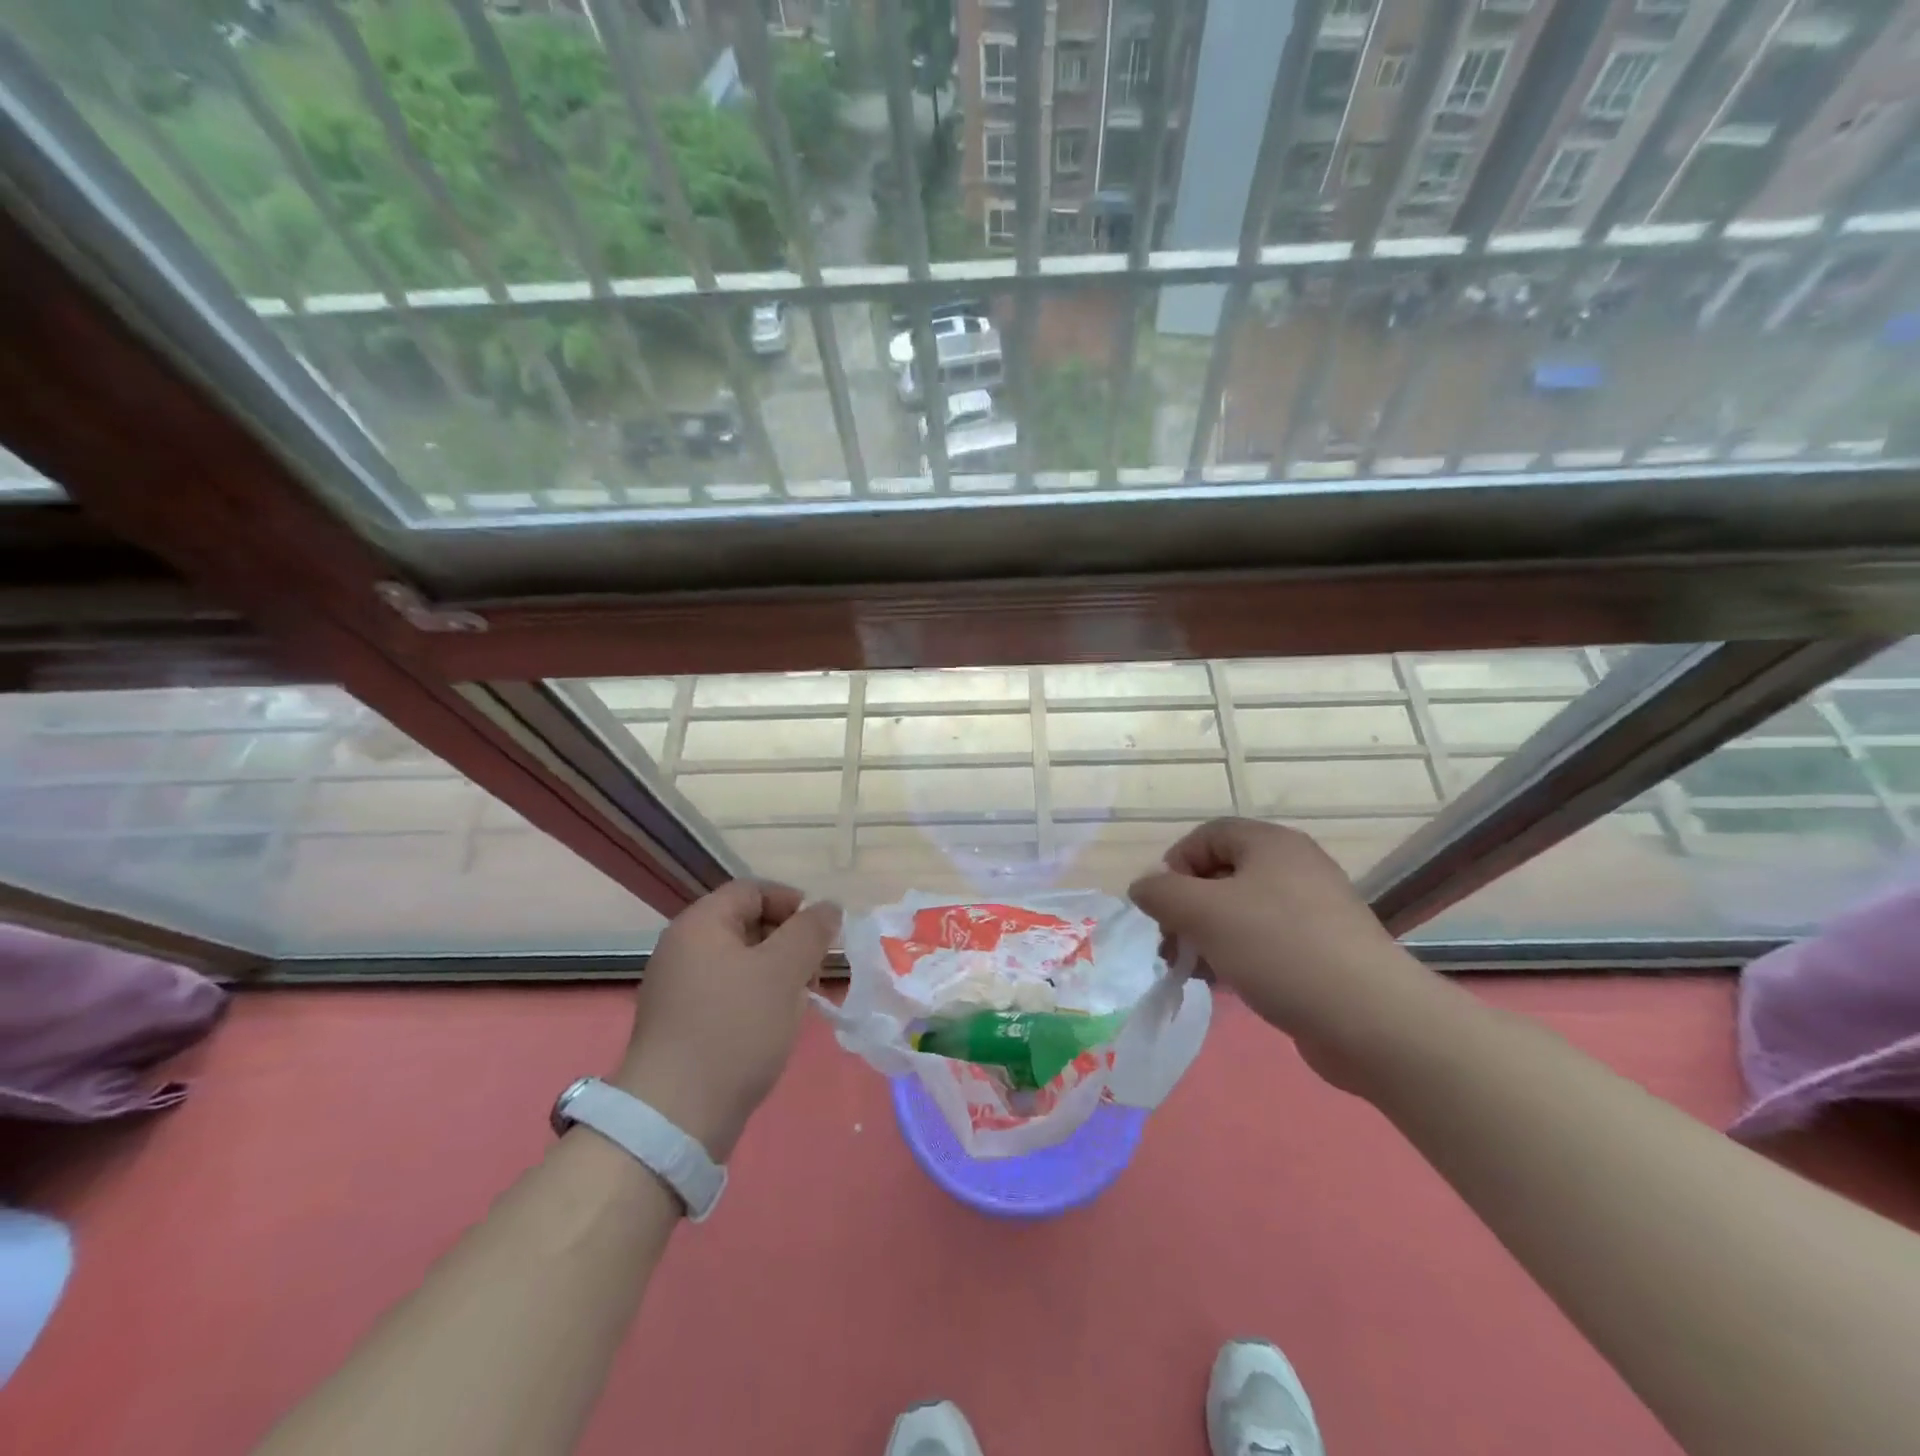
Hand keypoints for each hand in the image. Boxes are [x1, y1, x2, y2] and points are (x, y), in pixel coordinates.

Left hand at [611, 880, 839, 1161]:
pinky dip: (756, 999)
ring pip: (740, 962)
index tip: (821, 933)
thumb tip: (828, 908)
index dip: (792, 902)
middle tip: (816, 972)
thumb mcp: (784, 971)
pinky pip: (727, 993)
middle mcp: (682, 948)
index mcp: (700, 924)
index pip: (752, 890)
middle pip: (746, 924)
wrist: (676, 1115)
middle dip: (789, 941)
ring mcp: (678, 988)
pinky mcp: (681, 1024)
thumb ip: (811, 931)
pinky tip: (775, 1026)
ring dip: (777, 973)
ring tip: (801, 1002)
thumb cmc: (734, 1028)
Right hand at [1129, 819, 1439, 1085]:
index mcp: (1271, 844)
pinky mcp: (1323, 952)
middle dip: (1187, 906)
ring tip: (1191, 970)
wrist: (1370, 1019)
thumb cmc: (1278, 948)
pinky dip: (1237, 955)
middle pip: (1223, 874)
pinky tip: (1224, 984)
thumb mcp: (1203, 912)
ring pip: (1242, 912)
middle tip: (1171, 943)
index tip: (1162, 904)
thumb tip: (1143, 887)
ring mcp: (1313, 911)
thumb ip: (1162, 893)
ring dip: (1207, 935)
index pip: (1208, 835)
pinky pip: (1266, 942)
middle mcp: (1294, 868)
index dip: (1176, 863)